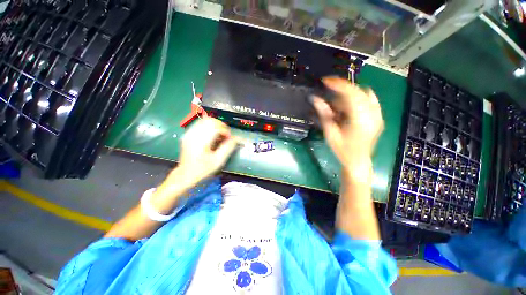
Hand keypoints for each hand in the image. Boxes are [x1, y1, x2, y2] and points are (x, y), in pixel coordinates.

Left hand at [159, 118, 237, 192]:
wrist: (185, 174)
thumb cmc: (202, 169)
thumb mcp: (218, 161)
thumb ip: (228, 148)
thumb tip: (237, 139)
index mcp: (200, 141)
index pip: (215, 127)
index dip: (225, 131)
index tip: (229, 138)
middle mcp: (193, 134)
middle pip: (210, 120)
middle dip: (221, 125)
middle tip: (225, 135)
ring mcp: (189, 133)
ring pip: (205, 120)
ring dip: (215, 125)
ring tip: (219, 134)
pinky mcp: (188, 134)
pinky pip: (200, 124)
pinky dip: (209, 127)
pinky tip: (212, 135)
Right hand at [312, 77, 383, 167]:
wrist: (358, 161)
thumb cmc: (342, 150)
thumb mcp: (330, 133)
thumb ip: (324, 114)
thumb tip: (315, 99)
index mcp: (360, 120)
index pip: (350, 94)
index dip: (338, 84)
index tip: (325, 80)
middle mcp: (372, 114)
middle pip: (358, 91)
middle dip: (341, 89)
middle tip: (328, 92)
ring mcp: (377, 115)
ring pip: (364, 94)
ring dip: (348, 95)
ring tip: (337, 105)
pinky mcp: (378, 117)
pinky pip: (370, 100)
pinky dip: (359, 97)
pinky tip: (349, 105)